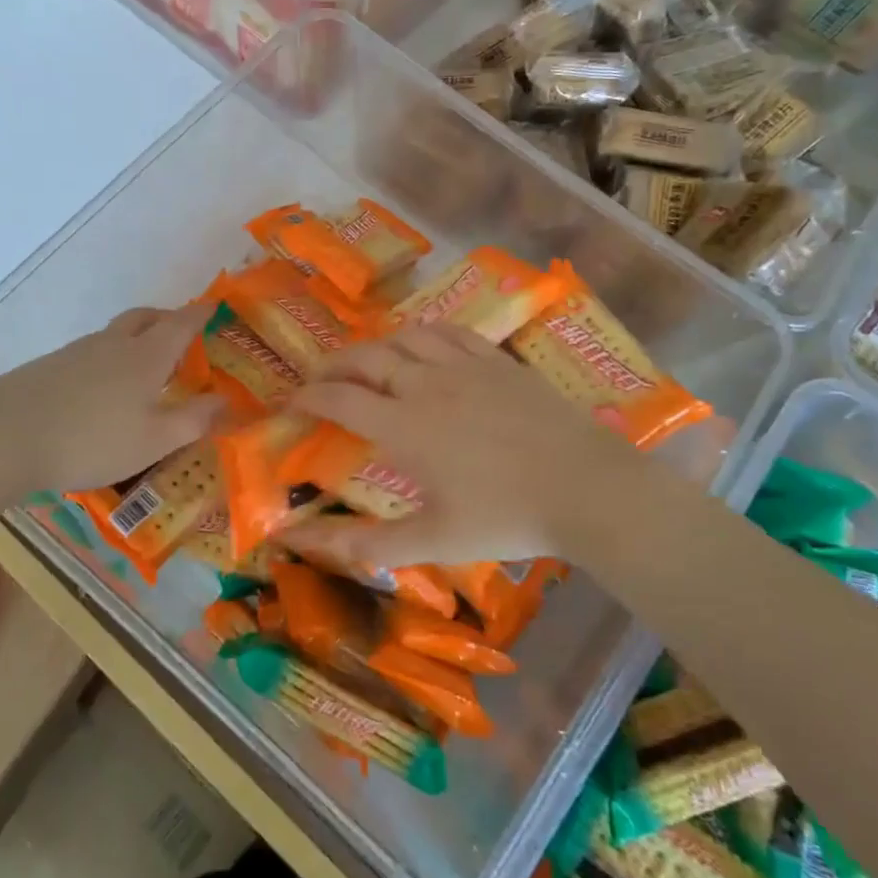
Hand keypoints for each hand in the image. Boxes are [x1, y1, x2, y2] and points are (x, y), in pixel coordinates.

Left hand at [0, 304, 221, 495]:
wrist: (2, 439)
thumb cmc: (91, 441)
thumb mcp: (154, 440)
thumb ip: (193, 420)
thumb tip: (226, 401)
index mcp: (145, 356)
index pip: (182, 323)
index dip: (202, 314)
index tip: (218, 308)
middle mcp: (112, 344)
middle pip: (145, 317)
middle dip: (168, 319)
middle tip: (183, 336)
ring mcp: (76, 353)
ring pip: (114, 335)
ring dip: (136, 340)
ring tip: (145, 371)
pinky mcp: (48, 367)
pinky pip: (90, 353)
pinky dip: (108, 360)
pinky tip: (102, 393)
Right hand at [279, 325, 642, 568]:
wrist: (585, 488)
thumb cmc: (505, 518)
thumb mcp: (432, 541)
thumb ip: (366, 542)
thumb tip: (302, 545)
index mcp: (404, 427)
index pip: (340, 399)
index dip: (309, 396)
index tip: (292, 402)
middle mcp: (425, 384)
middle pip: (366, 358)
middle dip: (333, 364)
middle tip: (319, 377)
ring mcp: (464, 366)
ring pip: (405, 337)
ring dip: (375, 345)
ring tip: (366, 361)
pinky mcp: (497, 360)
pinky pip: (449, 333)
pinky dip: (423, 334)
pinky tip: (423, 344)